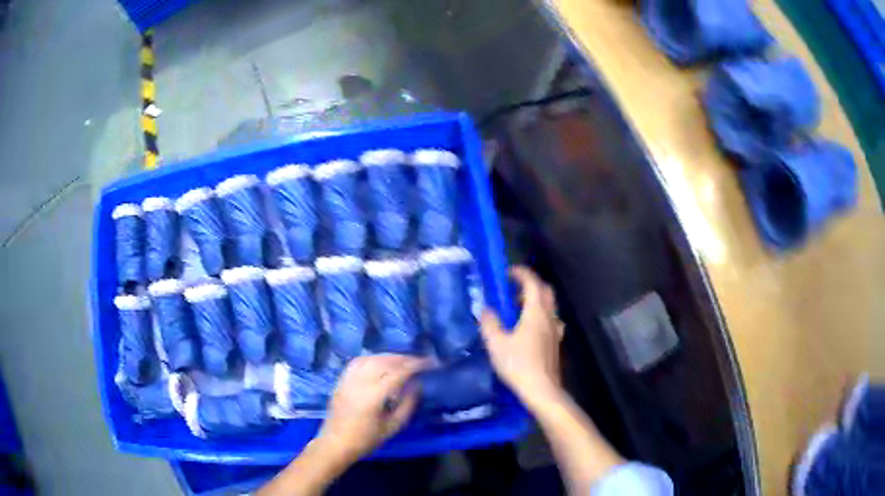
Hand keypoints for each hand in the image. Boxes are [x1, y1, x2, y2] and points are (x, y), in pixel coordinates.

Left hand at [316, 354, 426, 462]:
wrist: (335, 444)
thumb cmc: (365, 440)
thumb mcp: (392, 427)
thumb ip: (407, 405)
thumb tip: (417, 385)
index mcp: (373, 395)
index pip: (398, 372)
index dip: (416, 365)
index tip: (431, 363)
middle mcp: (359, 382)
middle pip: (385, 361)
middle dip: (405, 359)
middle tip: (420, 362)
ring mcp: (348, 379)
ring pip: (371, 358)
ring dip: (389, 356)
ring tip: (403, 361)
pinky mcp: (341, 380)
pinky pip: (358, 362)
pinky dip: (373, 358)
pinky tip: (381, 362)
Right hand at [480, 267, 563, 406]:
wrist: (541, 388)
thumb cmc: (518, 364)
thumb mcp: (496, 344)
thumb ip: (490, 323)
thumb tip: (486, 309)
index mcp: (536, 312)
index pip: (532, 283)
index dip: (521, 273)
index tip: (508, 272)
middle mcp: (549, 317)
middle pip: (546, 291)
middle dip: (531, 284)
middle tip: (513, 289)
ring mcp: (555, 330)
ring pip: (550, 306)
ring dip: (536, 301)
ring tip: (518, 309)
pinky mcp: (556, 343)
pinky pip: (550, 320)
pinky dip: (540, 316)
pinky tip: (530, 329)